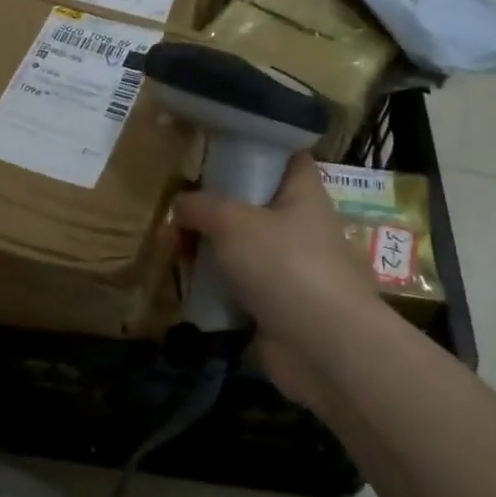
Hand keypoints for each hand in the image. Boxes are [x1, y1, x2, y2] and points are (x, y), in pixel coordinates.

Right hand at [172, 154, 387, 406]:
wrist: (324, 347)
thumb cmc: (285, 265)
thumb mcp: (232, 221)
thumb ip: (199, 206)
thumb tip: (179, 207)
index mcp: (302, 194)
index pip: (285, 157)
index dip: (256, 149)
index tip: (217, 150)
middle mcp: (299, 226)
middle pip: (252, 204)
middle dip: (213, 206)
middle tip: (177, 209)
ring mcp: (288, 267)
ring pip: (241, 246)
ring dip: (207, 248)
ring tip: (171, 248)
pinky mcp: (275, 304)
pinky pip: (237, 284)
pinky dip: (213, 284)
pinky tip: (185, 283)